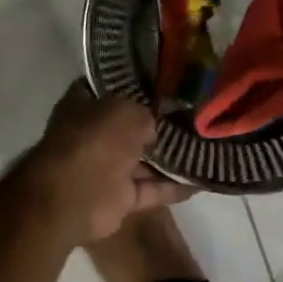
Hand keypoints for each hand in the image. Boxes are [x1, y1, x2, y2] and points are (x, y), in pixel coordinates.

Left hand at [27, 81, 194, 244]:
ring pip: (144, 161)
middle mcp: (94, 136)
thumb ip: (144, 113)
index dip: (135, 85)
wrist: (76, 196)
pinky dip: (174, 187)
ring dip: (171, 158)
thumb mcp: (126, 111)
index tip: (166, 83)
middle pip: (130, 127)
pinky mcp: (120, 198)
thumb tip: (153, 129)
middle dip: (158, 124)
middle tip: (195, 116)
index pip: (110, 89)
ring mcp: (106, 168)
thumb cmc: (96, 140)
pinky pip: (152, 189)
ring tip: (206, 147)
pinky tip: (203, 180)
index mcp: (84, 106)